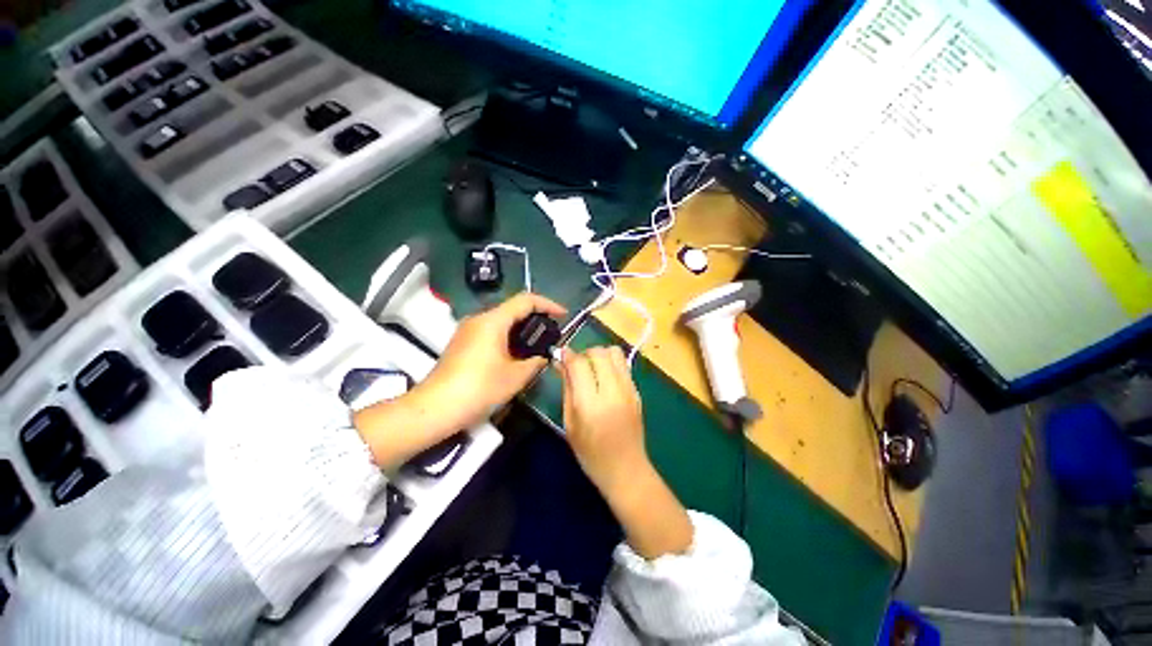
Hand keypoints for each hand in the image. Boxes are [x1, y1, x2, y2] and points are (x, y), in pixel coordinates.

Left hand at [424, 292, 566, 427]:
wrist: (435, 408)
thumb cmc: (479, 388)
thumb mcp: (516, 377)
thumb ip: (535, 362)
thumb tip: (543, 357)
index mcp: (493, 321)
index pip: (526, 300)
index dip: (548, 304)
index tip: (563, 315)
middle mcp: (479, 319)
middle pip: (513, 308)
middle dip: (536, 317)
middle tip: (551, 333)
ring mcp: (468, 330)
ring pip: (501, 320)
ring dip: (522, 328)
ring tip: (537, 345)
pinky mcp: (462, 343)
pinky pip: (491, 331)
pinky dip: (508, 337)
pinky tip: (516, 354)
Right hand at [559, 346, 647, 498]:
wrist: (626, 470)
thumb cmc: (591, 454)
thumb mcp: (570, 423)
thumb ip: (567, 389)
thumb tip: (561, 363)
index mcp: (591, 403)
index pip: (579, 364)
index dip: (567, 355)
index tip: (559, 354)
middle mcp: (613, 391)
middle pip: (599, 352)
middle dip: (584, 353)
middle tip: (576, 365)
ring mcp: (629, 389)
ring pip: (615, 352)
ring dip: (599, 354)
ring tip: (591, 368)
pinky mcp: (637, 391)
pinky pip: (623, 365)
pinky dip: (610, 363)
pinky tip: (604, 378)